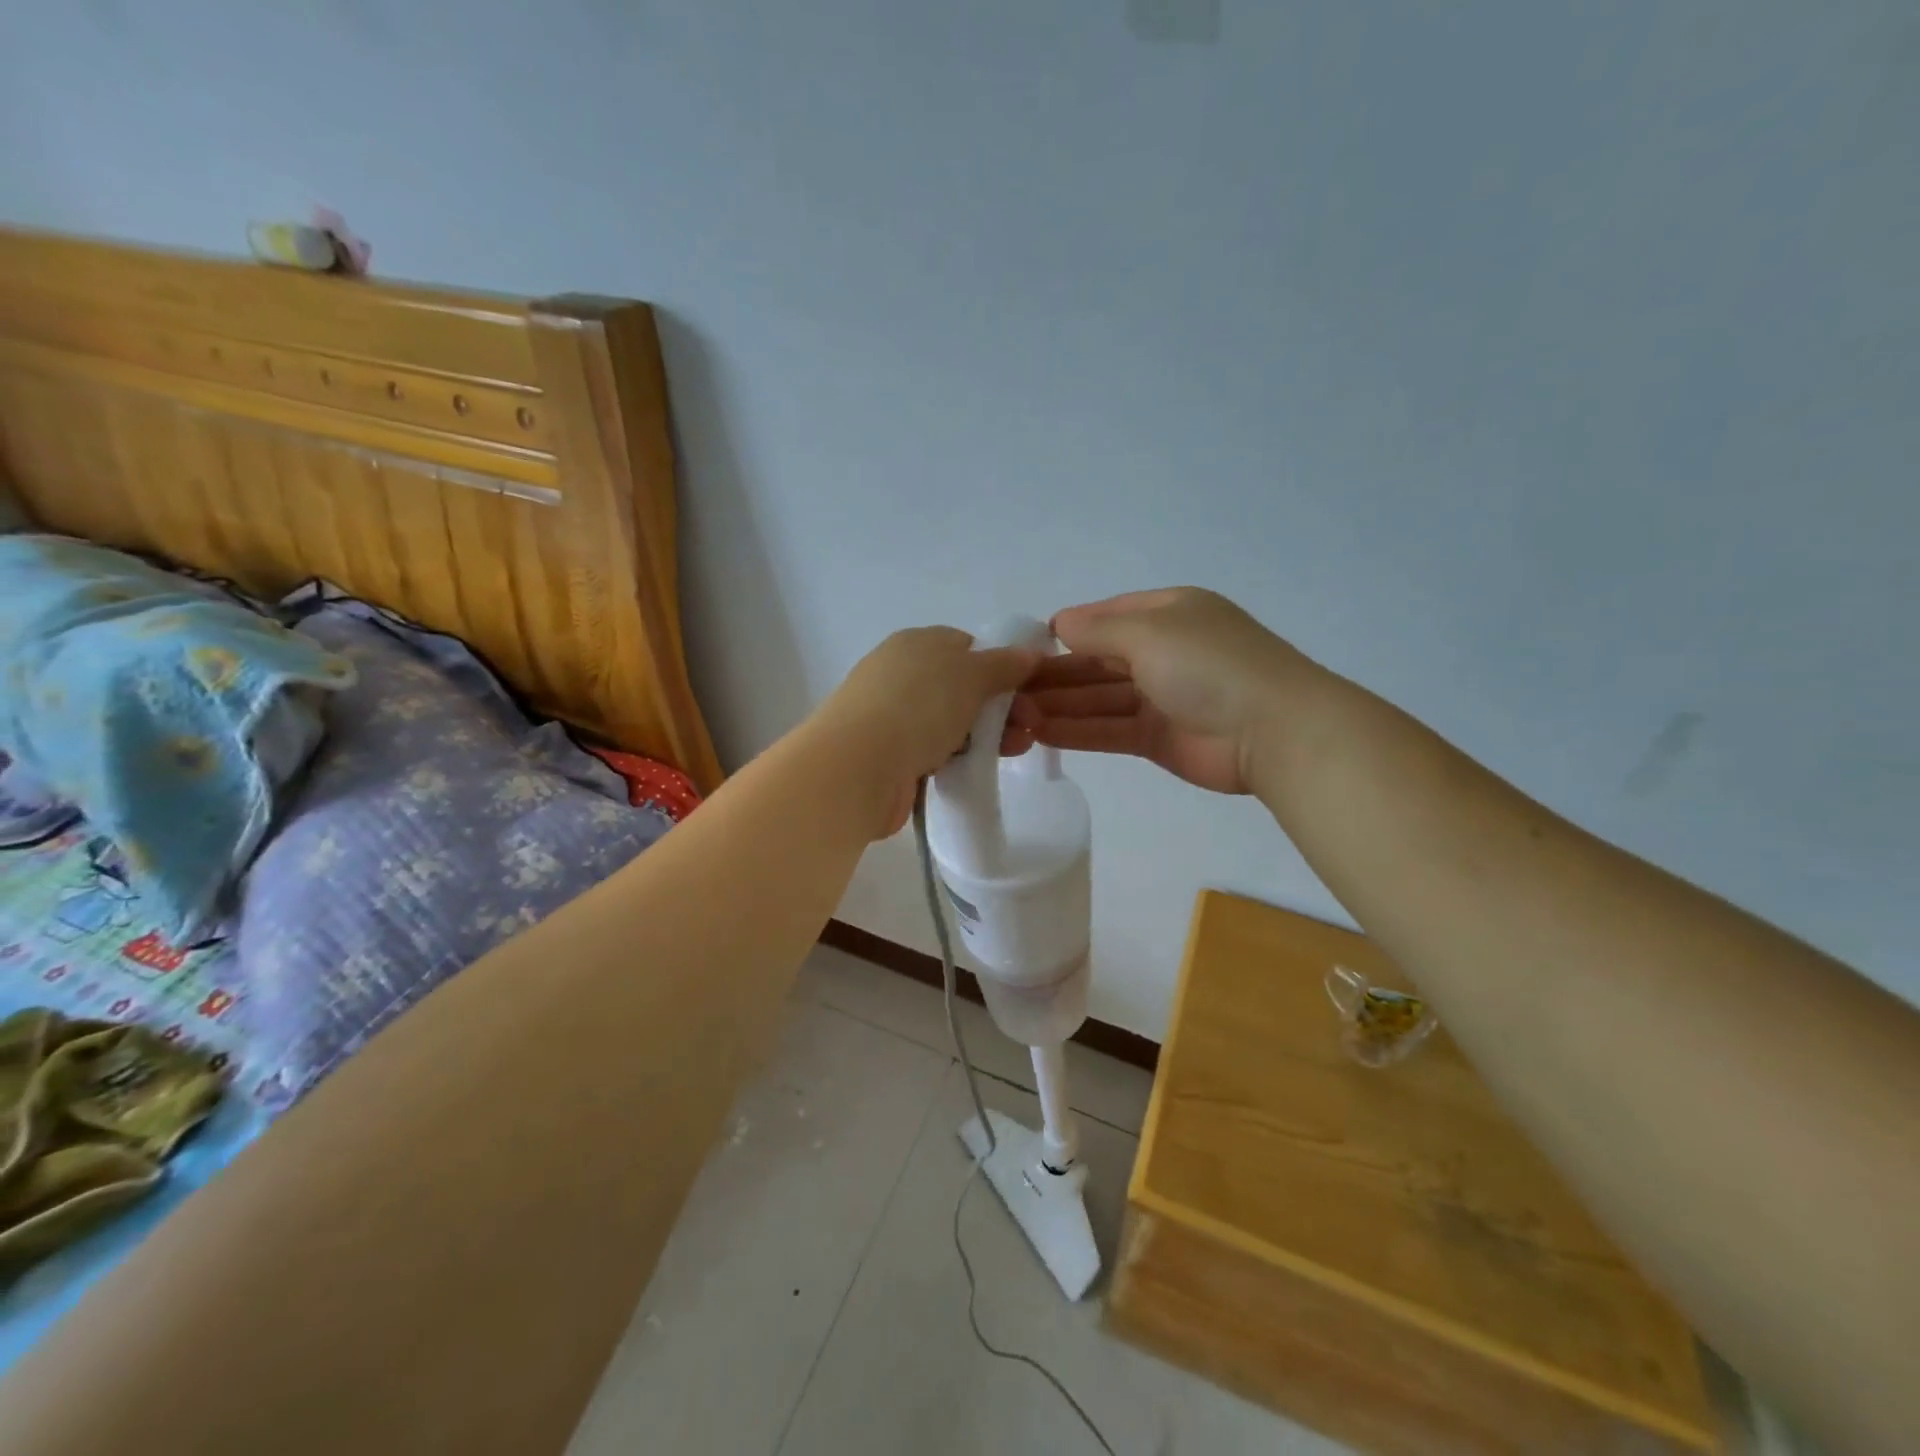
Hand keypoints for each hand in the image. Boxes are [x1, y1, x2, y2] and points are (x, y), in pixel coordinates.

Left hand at [810, 627, 1041, 838]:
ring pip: (952, 722)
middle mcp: (902, 673)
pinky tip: (978, 768)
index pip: (967, 646)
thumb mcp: (971, 675)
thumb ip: (1004, 664)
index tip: (1028, 690)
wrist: (858, 767)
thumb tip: (1030, 653)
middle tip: (1030, 727)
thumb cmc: (918, 707)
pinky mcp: (891, 755)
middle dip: (1001, 706)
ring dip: (988, 735)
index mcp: (916, 643)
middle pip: (963, 686)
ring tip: (1017, 751)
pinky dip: (960, 758)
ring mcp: (893, 715)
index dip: (1000, 665)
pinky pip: (936, 751)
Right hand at [1008, 588, 1307, 794]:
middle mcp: (1162, 652)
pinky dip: (1077, 731)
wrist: (1273, 731)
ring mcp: (1160, 698)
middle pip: (1098, 662)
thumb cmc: (1209, 665)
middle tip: (1007, 690)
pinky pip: (1108, 730)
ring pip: (1099, 698)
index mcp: (1168, 614)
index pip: (1106, 618)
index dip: (1066, 631)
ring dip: (1059, 705)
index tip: (1023, 648)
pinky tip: (1040, 734)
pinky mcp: (1158, 738)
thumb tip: (1057, 623)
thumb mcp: (1150, 631)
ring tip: (1013, 715)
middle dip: (1055, 675)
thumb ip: (1098, 631)